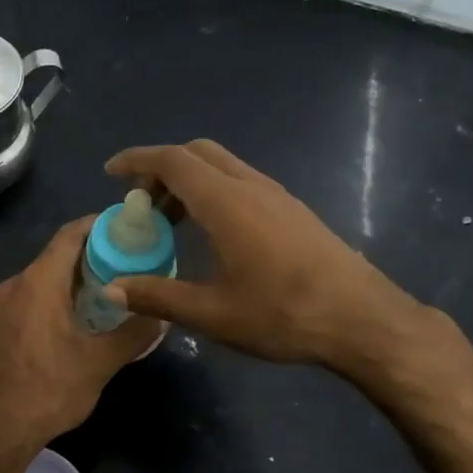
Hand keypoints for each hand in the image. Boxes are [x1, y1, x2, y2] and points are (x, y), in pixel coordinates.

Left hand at [0, 217, 162, 448]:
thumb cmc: (49, 389)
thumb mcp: (101, 362)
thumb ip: (134, 332)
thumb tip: (161, 315)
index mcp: (40, 281)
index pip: (71, 234)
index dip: (100, 225)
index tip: (130, 228)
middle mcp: (17, 284)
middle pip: (58, 254)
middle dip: (94, 254)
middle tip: (131, 261)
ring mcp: (3, 305)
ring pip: (45, 277)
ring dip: (76, 278)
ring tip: (113, 289)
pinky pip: (33, 297)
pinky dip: (58, 296)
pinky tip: (81, 317)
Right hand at [104, 140, 429, 369]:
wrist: (361, 319)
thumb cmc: (283, 315)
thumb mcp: (212, 314)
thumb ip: (159, 296)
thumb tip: (112, 288)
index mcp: (226, 203)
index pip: (173, 161)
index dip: (137, 160)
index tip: (111, 173)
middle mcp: (251, 187)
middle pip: (197, 153)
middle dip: (162, 167)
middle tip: (141, 202)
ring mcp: (276, 195)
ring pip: (222, 166)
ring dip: (189, 181)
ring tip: (171, 221)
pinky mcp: (292, 210)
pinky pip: (241, 181)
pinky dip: (213, 191)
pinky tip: (212, 232)